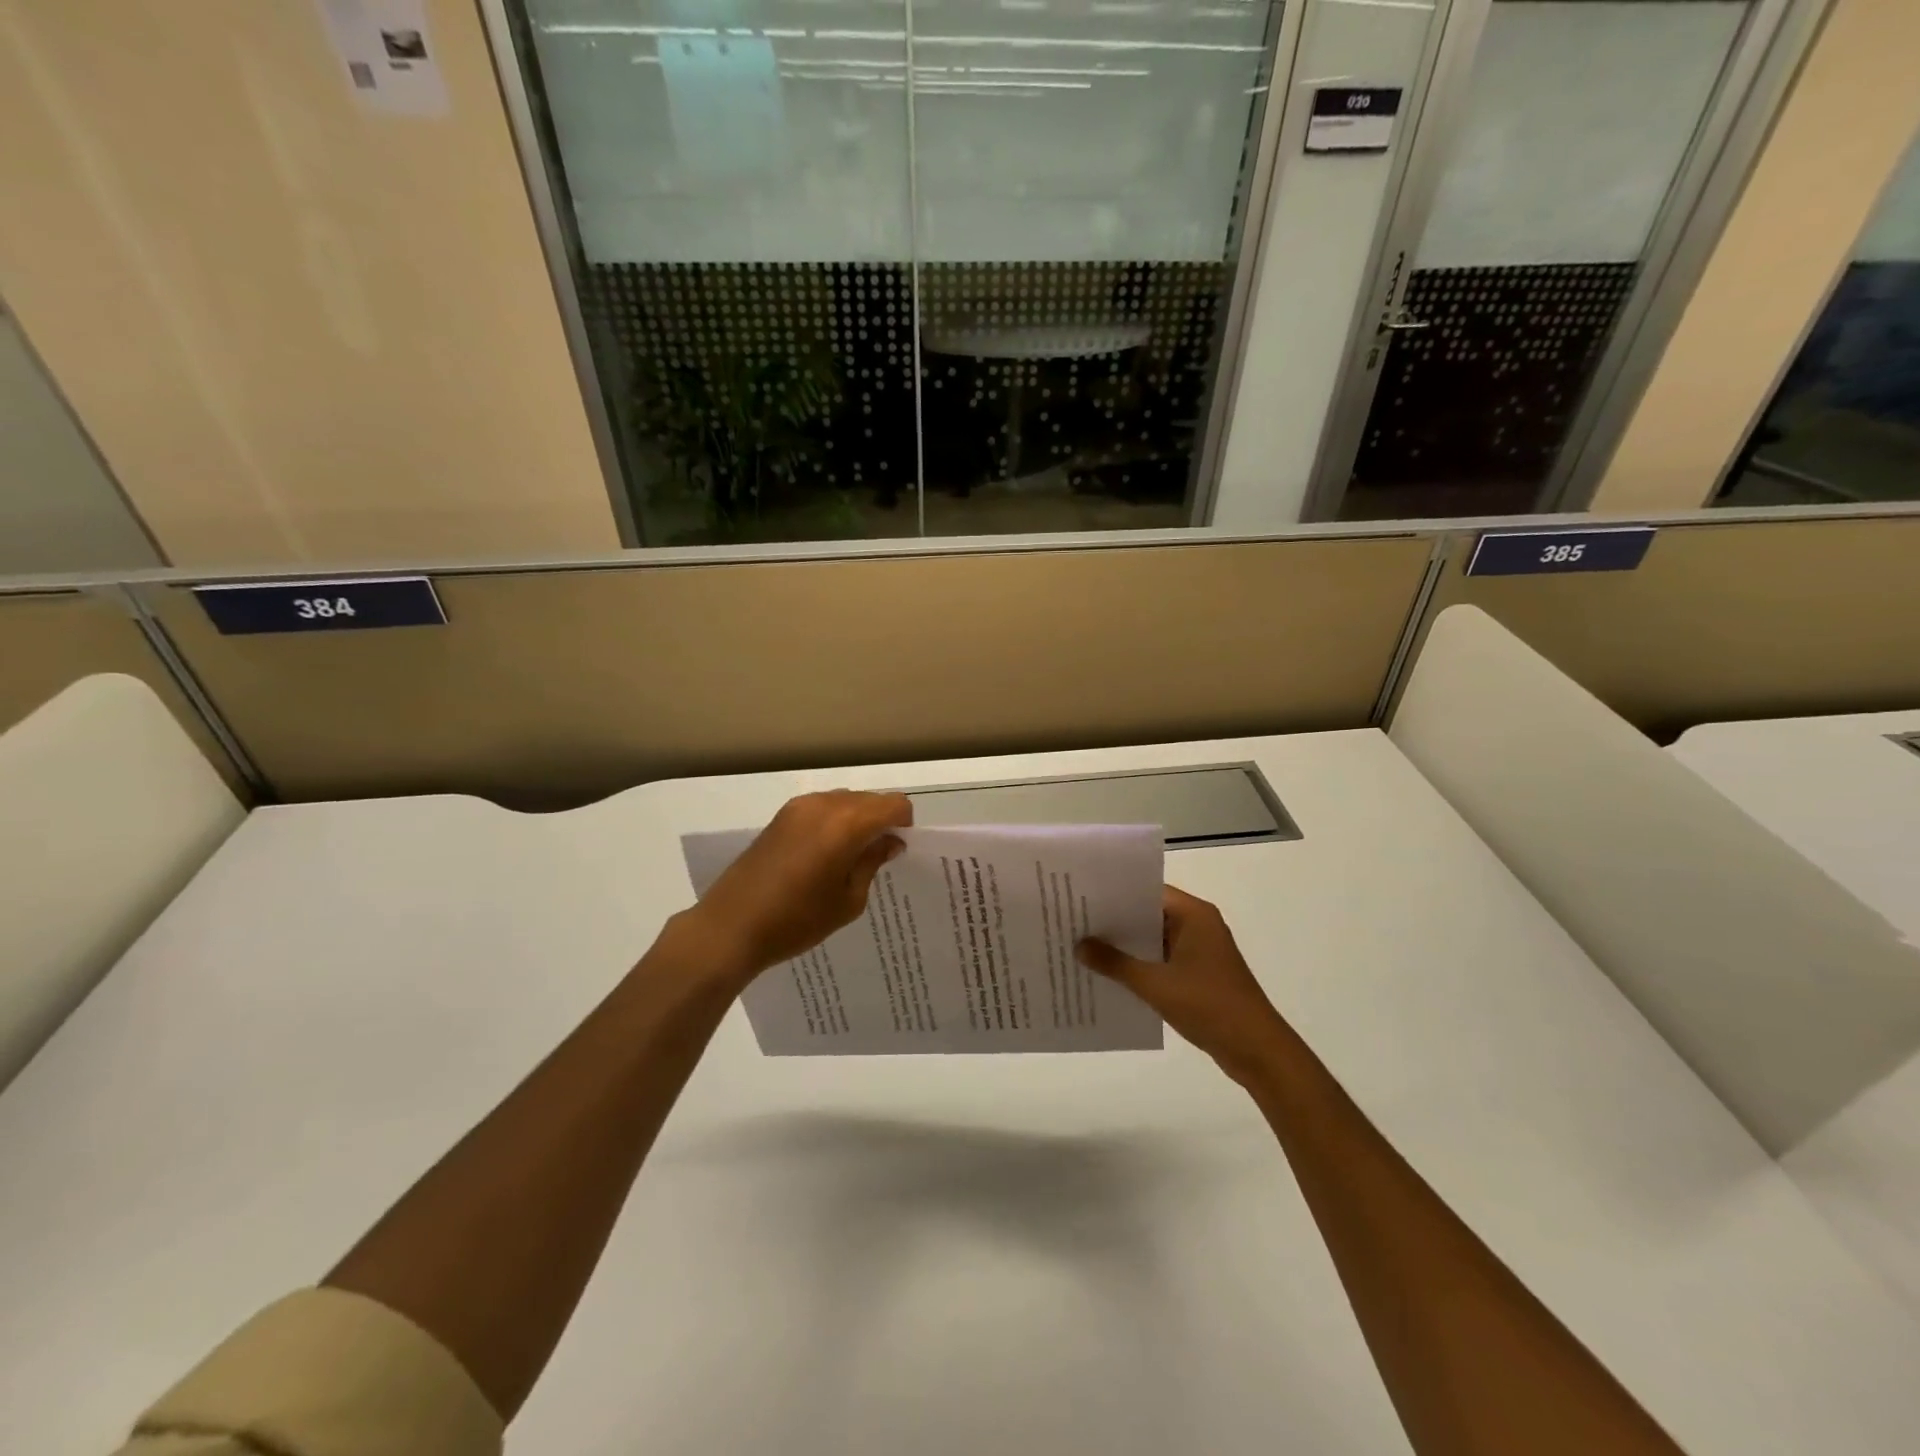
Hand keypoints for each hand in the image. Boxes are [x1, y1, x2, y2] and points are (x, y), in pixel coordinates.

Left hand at [687, 790, 912, 984]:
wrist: (730, 926)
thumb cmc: (796, 921)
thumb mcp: (847, 901)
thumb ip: (872, 863)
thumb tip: (889, 842)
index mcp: (846, 824)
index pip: (894, 805)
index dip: (903, 824)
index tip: (899, 850)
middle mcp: (824, 805)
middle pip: (870, 799)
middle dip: (881, 821)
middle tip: (878, 857)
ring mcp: (798, 807)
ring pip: (845, 800)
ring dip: (857, 820)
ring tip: (849, 857)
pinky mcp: (780, 816)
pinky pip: (821, 807)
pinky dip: (834, 821)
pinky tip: (824, 854)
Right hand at [1078, 886, 1289, 1082]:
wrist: (1257, 1051)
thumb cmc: (1209, 1006)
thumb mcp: (1156, 984)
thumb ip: (1115, 963)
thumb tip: (1079, 945)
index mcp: (1194, 915)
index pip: (1147, 891)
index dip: (1114, 893)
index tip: (1081, 896)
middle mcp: (1198, 925)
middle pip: (1149, 914)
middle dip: (1114, 920)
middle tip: (1073, 920)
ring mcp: (1200, 951)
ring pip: (1153, 939)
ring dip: (1125, 946)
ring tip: (1083, 946)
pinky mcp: (1199, 974)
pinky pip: (1161, 960)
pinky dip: (1139, 965)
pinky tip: (1109, 975)